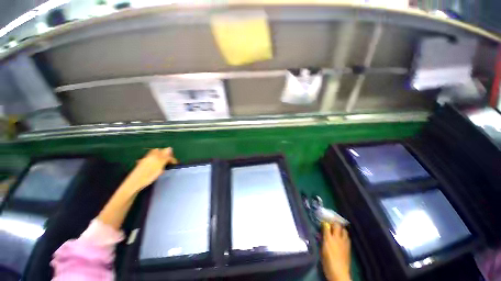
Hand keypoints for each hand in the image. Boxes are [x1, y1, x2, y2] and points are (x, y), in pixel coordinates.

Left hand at [97, 148, 177, 229]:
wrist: (132, 185)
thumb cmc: (147, 175)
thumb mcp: (158, 165)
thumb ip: (164, 157)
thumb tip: (170, 147)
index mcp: (153, 155)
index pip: (165, 152)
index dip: (171, 157)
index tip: (175, 164)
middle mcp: (148, 157)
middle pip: (159, 153)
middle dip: (166, 157)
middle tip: (170, 164)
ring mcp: (144, 162)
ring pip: (156, 158)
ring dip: (161, 160)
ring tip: (165, 167)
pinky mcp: (142, 167)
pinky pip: (152, 162)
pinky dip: (157, 164)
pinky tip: (157, 170)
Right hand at [321, 222, 350, 280]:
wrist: (339, 272)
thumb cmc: (327, 262)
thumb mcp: (321, 250)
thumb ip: (321, 240)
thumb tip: (320, 234)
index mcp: (328, 238)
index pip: (326, 225)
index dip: (324, 222)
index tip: (322, 221)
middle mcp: (337, 238)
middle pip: (337, 225)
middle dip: (333, 222)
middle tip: (330, 223)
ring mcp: (344, 242)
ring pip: (344, 230)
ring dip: (340, 228)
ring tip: (337, 229)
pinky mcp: (349, 246)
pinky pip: (347, 236)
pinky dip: (344, 234)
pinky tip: (342, 237)